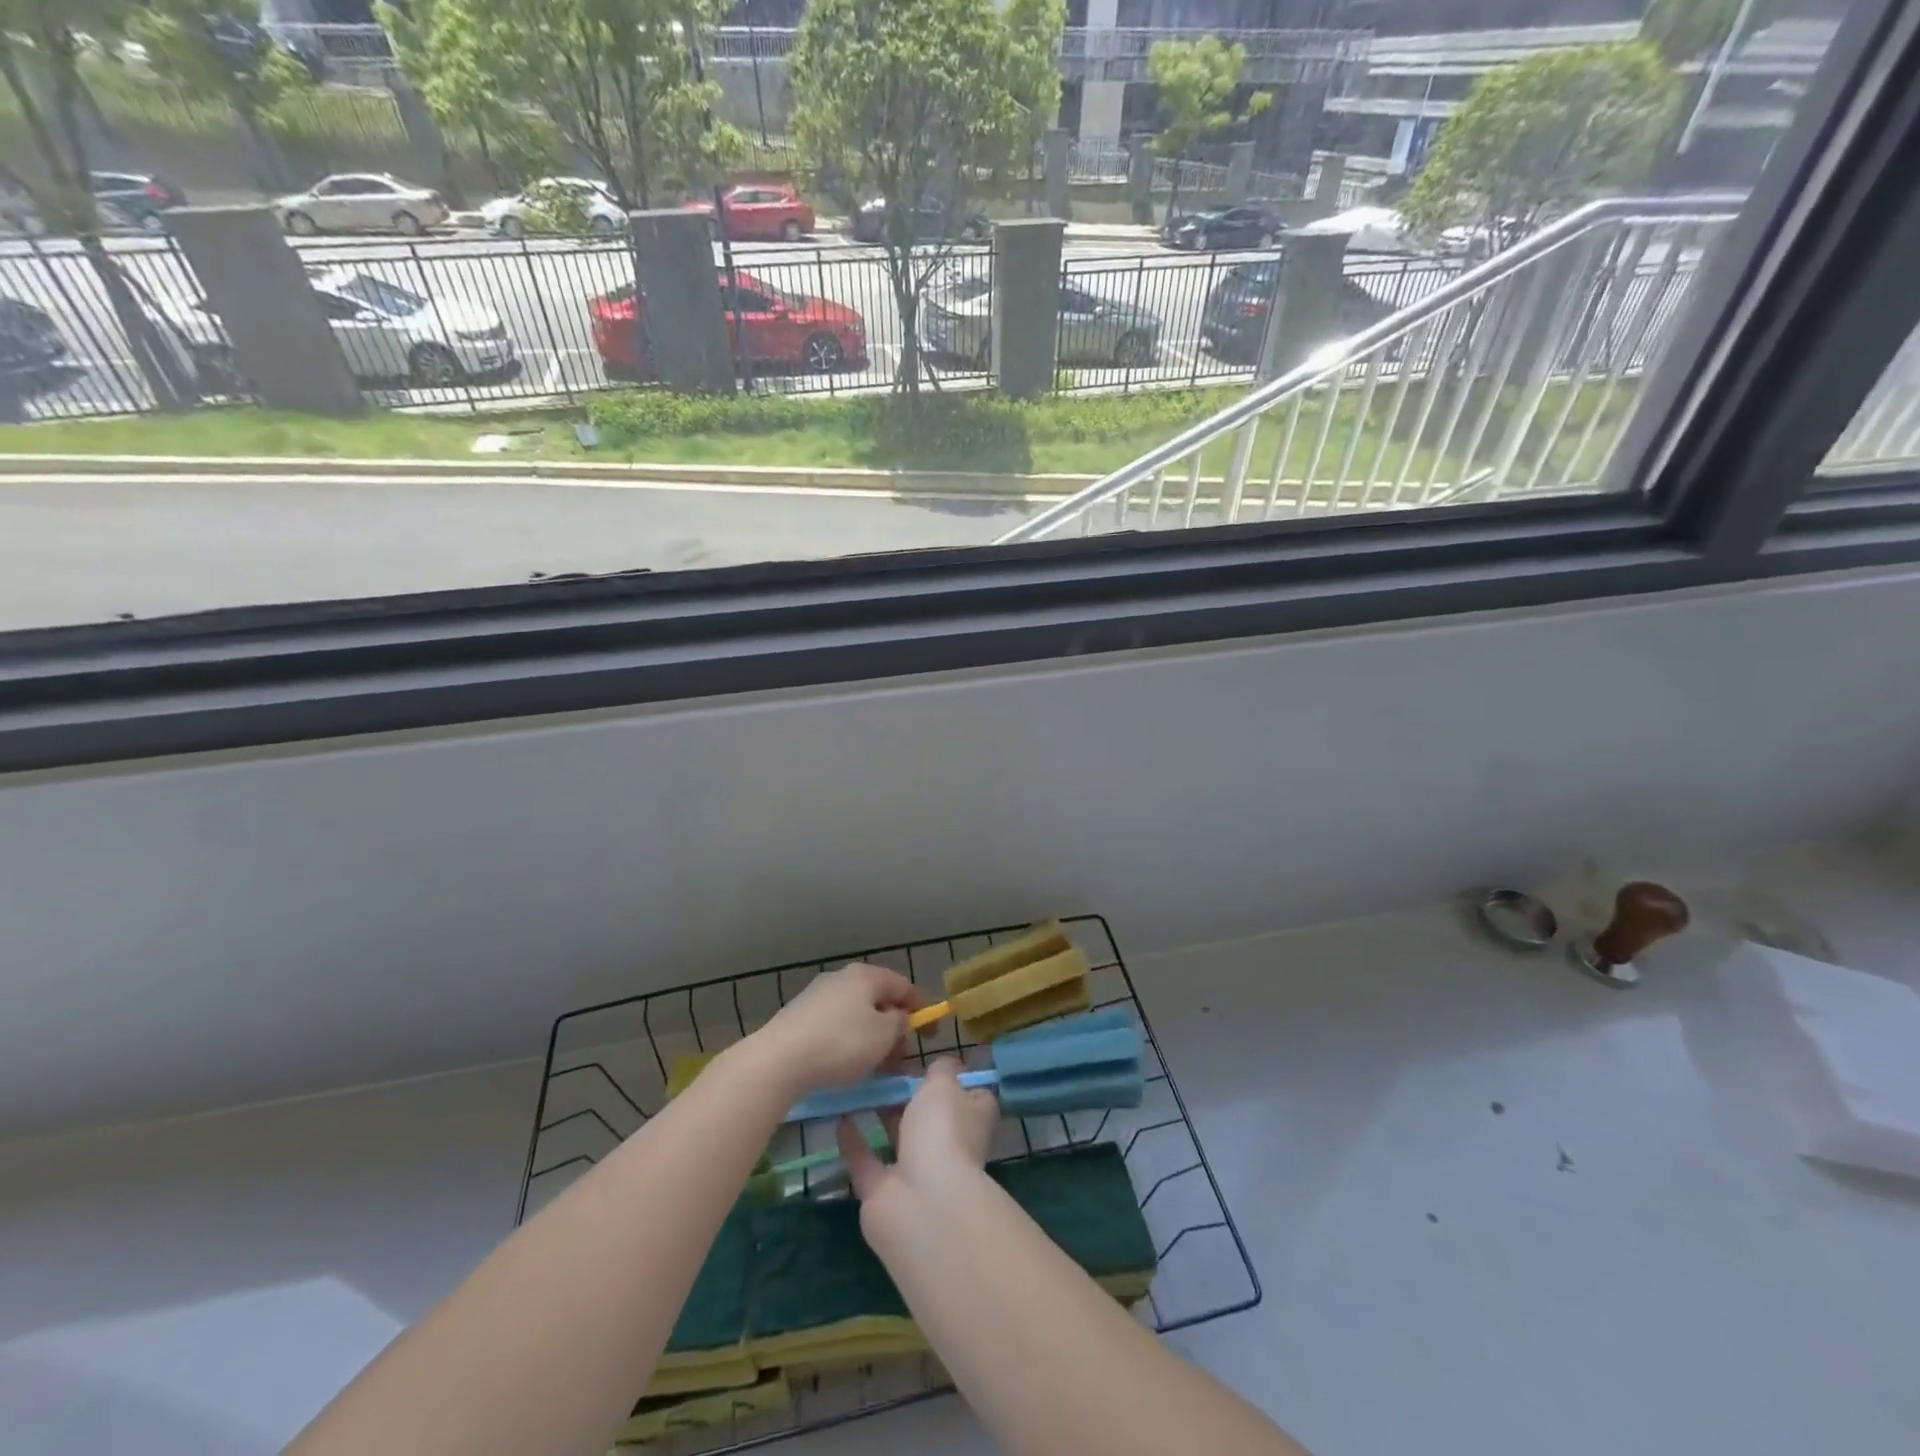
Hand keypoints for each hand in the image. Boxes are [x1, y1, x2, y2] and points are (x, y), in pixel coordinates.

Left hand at [749, 961, 920, 1097]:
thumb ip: (900, 1023)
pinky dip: (850, 1041)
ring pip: (857, 1014)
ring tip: (877, 1067)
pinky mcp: (800, 1016)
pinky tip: (848, 1065)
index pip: (904, 986)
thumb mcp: (883, 1036)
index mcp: (866, 976)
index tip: (931, 1036)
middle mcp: (842, 977)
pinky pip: (836, 1025)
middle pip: (879, 1000)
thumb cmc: (840, 1044)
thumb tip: (897, 1016)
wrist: (778, 1060)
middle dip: (895, 1028)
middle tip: (901, 1058)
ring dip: (873, 1038)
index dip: (922, 1010)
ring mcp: (818, 995)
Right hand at [837, 1057, 997, 1226]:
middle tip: (881, 1064)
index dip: (953, 1077)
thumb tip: (947, 1064)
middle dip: (909, 1093)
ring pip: (898, 1136)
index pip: (971, 1094)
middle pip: (930, 1114)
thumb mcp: (944, 1083)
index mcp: (971, 1119)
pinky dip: (853, 1140)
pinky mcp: (883, 1192)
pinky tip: (838, 1116)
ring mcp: (916, 1171)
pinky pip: (866, 1160)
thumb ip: (941, 1069)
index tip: (928, 1058)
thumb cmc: (942, 1131)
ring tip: (858, 1083)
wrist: (922, 1204)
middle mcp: (948, 1145)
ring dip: (881, 1113)